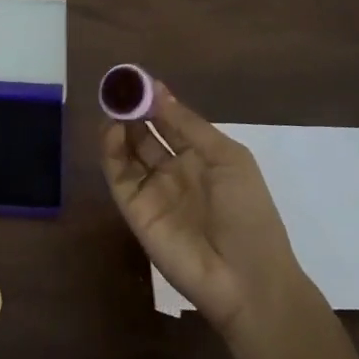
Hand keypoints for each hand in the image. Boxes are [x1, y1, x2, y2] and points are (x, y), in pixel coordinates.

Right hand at [100, 83, 306, 336]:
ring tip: (112, 105)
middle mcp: (175, 170)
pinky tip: (112, 131)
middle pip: (146, 134)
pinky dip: (111, 152)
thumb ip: (188, 125)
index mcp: (202, 156)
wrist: (246, 279)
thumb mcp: (227, 158)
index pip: (171, 121)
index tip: (137, 79)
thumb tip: (158, 90)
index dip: (155, 100)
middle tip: (118, 89)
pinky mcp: (134, 211)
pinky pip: (119, 176)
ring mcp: (153, 191)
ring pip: (128, 152)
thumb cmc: (247, 212)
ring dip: (119, 127)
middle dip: (132, 110)